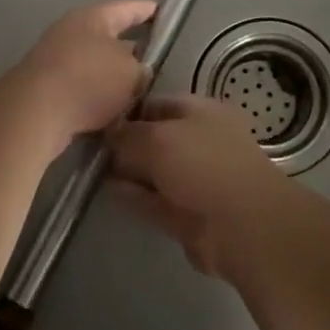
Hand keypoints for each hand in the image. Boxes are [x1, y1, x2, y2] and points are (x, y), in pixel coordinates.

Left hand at [10, 0, 155, 140]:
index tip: (162, 12)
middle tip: (154, 58)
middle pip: (108, 37)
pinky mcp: (46, 88)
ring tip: (136, 90)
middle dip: (130, 48)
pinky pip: (81, 87)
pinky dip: (96, 96)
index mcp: (93, 18)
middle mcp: (71, 32)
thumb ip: (141, 69)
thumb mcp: (131, 73)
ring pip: (94, 64)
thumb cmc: (89, 80)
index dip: (147, 10)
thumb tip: (138, 71)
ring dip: (113, 76)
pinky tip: (112, 112)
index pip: (127, 9)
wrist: (35, 113)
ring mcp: (55, 60)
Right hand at [108, 95, 293, 277]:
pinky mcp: (188, 214)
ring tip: (91, 168)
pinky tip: (107, 191)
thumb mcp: (158, 138)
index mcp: (202, 112)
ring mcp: (195, 179)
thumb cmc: (204, 165)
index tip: (96, 117)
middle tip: (88, 145)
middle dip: (125, 142)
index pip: (158, 103)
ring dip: (127, 171)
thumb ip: (127, 134)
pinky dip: (133, 195)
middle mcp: (200, 142)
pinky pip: (154, 199)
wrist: (242, 226)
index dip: (128, 110)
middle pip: (155, 137)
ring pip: (154, 171)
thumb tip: (108, 133)